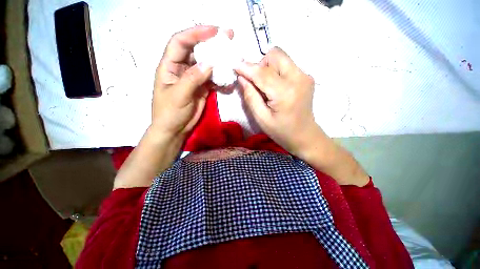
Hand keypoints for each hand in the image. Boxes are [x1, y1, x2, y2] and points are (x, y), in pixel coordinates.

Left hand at [152, 25, 232, 139]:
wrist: (175, 129)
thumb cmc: (170, 113)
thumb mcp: (178, 95)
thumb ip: (193, 78)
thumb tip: (210, 63)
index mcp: (169, 66)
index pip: (180, 42)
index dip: (196, 33)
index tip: (214, 31)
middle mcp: (182, 68)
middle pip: (196, 50)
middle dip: (211, 43)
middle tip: (229, 37)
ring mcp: (194, 78)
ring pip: (207, 64)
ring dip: (219, 60)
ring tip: (232, 56)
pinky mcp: (202, 88)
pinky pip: (213, 79)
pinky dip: (221, 78)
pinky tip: (229, 79)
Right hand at [234, 47, 323, 156]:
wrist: (305, 135)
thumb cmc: (281, 131)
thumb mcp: (261, 119)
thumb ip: (251, 97)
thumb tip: (242, 77)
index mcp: (285, 93)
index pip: (262, 73)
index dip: (246, 68)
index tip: (235, 66)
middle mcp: (298, 78)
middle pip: (275, 55)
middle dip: (260, 65)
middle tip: (256, 83)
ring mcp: (305, 76)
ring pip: (281, 58)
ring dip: (268, 68)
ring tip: (266, 87)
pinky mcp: (307, 77)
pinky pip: (287, 65)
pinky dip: (277, 72)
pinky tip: (276, 88)